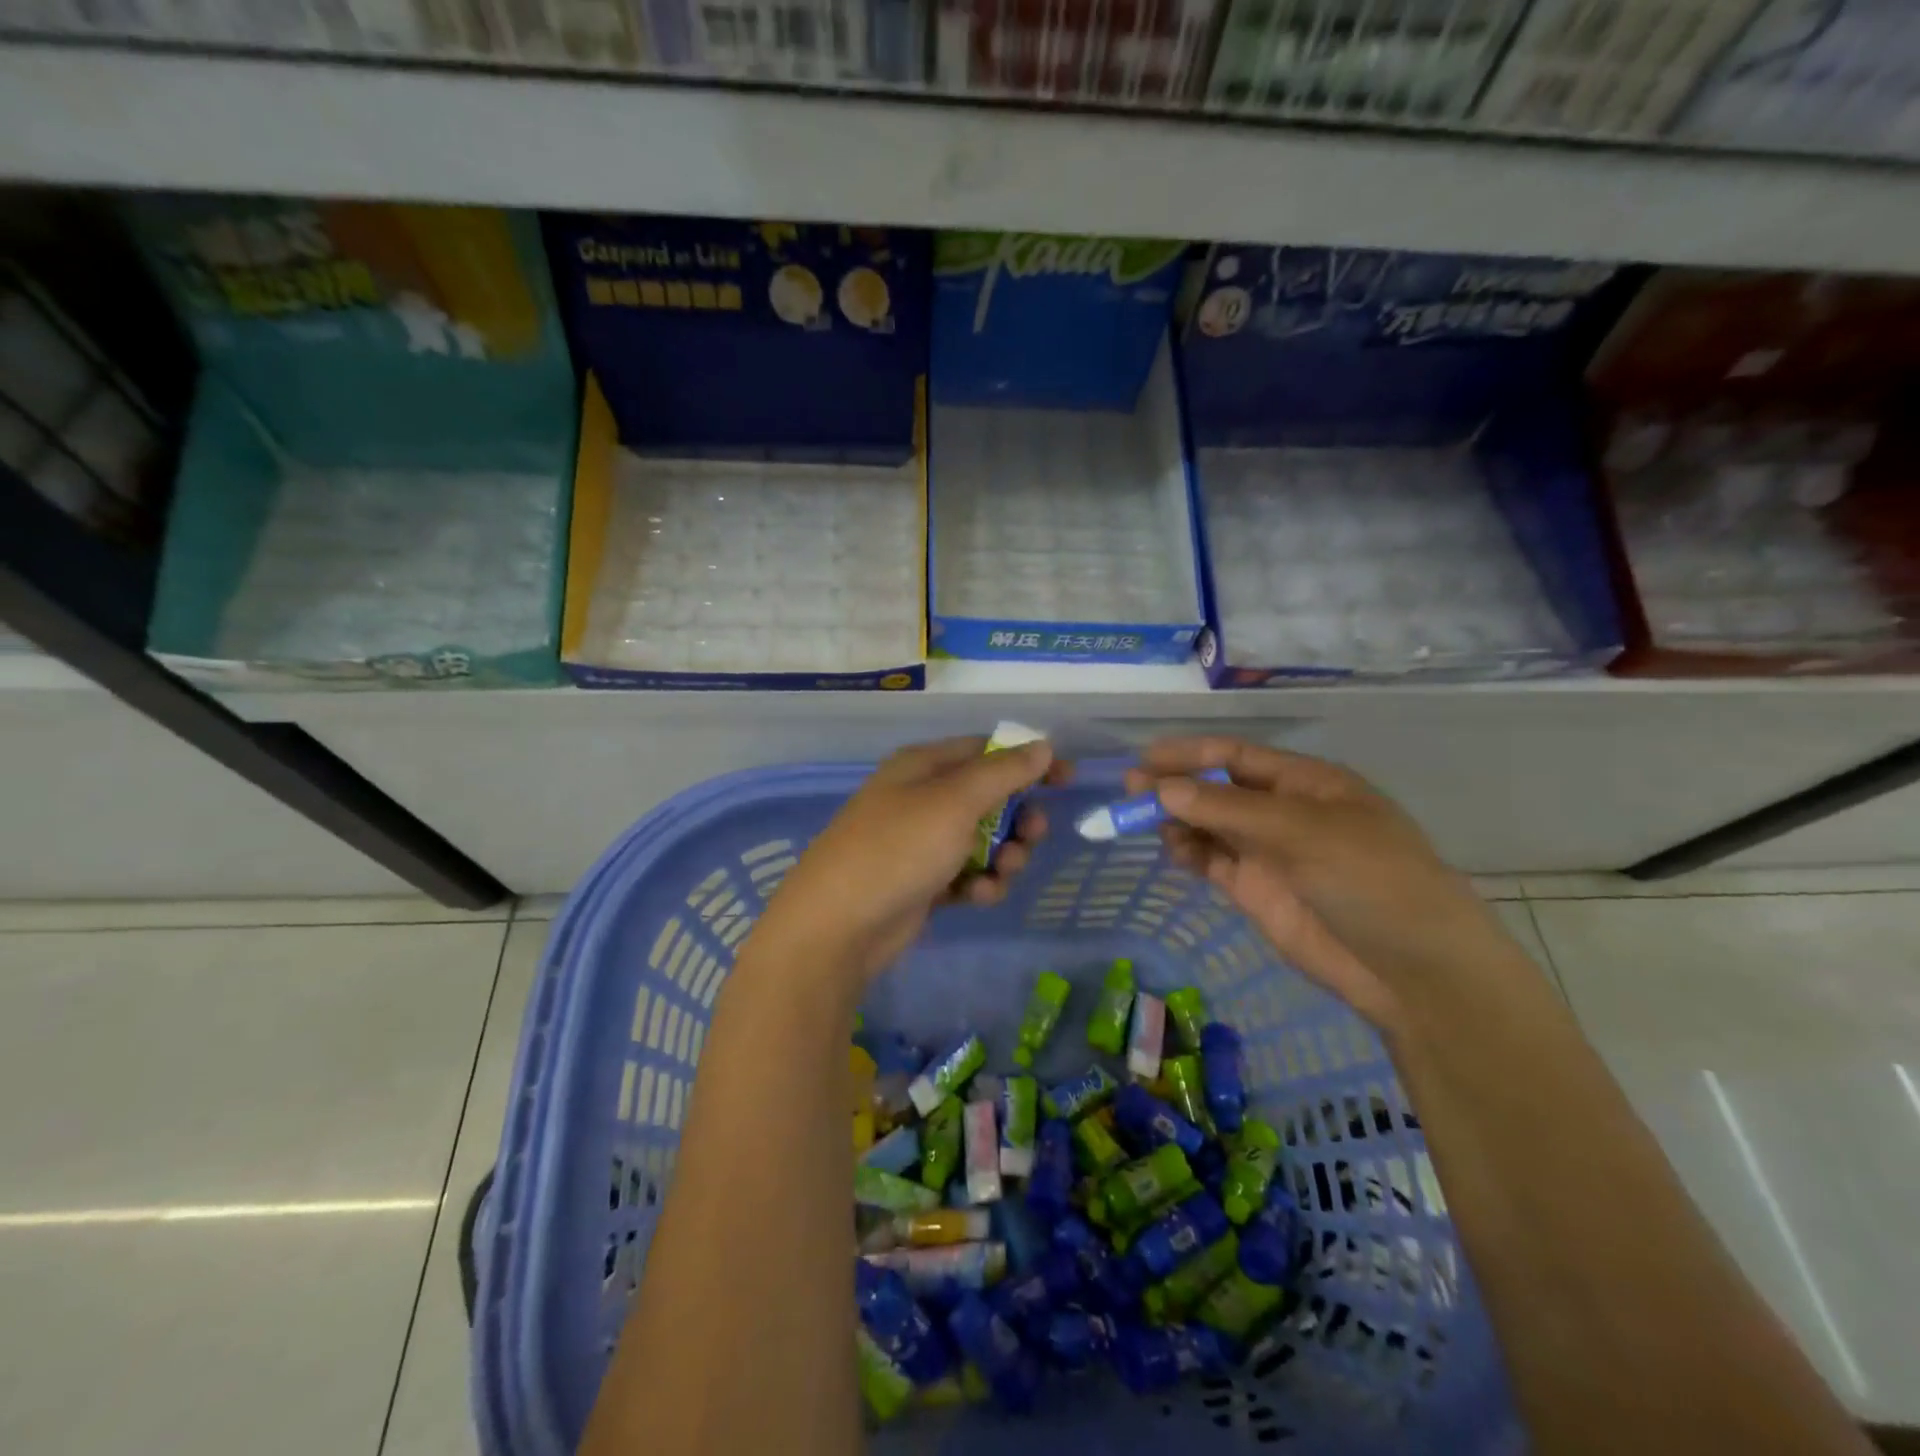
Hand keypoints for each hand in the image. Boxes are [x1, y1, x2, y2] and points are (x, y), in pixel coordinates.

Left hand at [749, 736, 1064, 991]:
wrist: (838, 926)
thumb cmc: (898, 848)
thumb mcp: (954, 802)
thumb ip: (1003, 772)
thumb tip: (1042, 744)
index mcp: (923, 766)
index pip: (986, 751)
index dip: (1028, 761)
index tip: (1066, 779)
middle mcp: (921, 798)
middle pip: (989, 798)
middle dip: (1018, 818)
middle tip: (1033, 835)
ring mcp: (920, 843)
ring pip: (983, 840)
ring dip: (1004, 856)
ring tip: (1003, 872)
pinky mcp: (922, 882)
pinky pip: (966, 874)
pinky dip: (979, 883)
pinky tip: (977, 897)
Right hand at [1127, 736, 1514, 1027]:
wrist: (1410, 968)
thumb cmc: (1368, 878)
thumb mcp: (1301, 831)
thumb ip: (1228, 810)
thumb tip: (1162, 789)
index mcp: (1306, 782)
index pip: (1237, 756)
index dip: (1191, 753)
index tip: (1146, 758)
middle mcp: (1282, 812)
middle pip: (1217, 790)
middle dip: (1175, 786)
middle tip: (1130, 789)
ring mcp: (1269, 853)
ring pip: (1209, 825)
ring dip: (1177, 820)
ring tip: (1143, 822)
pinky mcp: (1256, 891)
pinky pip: (1212, 861)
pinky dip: (1188, 853)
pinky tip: (1171, 850)